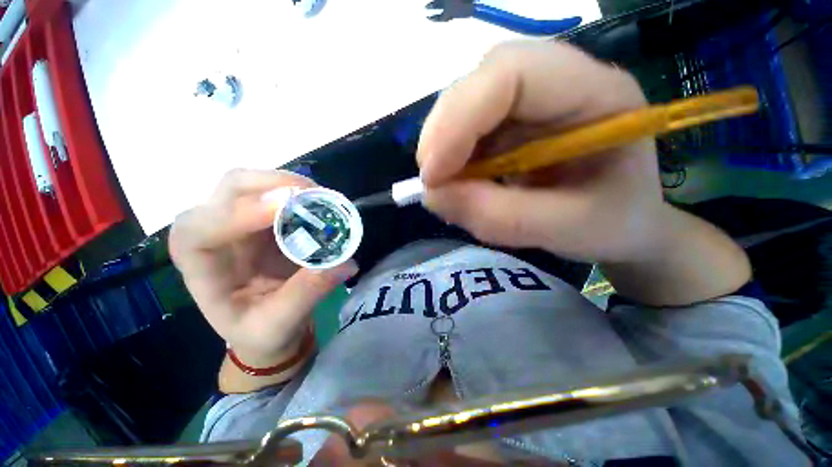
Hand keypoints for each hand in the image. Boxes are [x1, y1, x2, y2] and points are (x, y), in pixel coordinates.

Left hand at [169, 170, 357, 369]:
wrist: (262, 323)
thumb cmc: (259, 330)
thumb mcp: (280, 323)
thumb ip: (308, 293)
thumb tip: (346, 262)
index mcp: (201, 267)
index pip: (201, 229)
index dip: (240, 213)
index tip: (285, 207)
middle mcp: (212, 233)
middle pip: (229, 189)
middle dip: (271, 184)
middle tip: (313, 194)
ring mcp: (238, 221)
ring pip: (254, 183)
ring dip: (289, 184)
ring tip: (322, 197)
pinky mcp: (262, 219)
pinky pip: (277, 193)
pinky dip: (301, 192)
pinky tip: (320, 201)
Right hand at [418, 41, 662, 263]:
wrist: (625, 223)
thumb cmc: (614, 224)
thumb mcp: (566, 229)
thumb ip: (498, 216)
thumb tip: (433, 196)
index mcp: (595, 92)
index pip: (511, 73)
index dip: (459, 120)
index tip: (434, 175)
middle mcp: (559, 83)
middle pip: (480, 83)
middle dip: (443, 134)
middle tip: (432, 182)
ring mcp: (531, 102)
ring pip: (465, 106)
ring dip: (445, 149)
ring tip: (447, 188)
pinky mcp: (512, 124)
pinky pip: (467, 130)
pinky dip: (452, 160)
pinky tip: (460, 184)